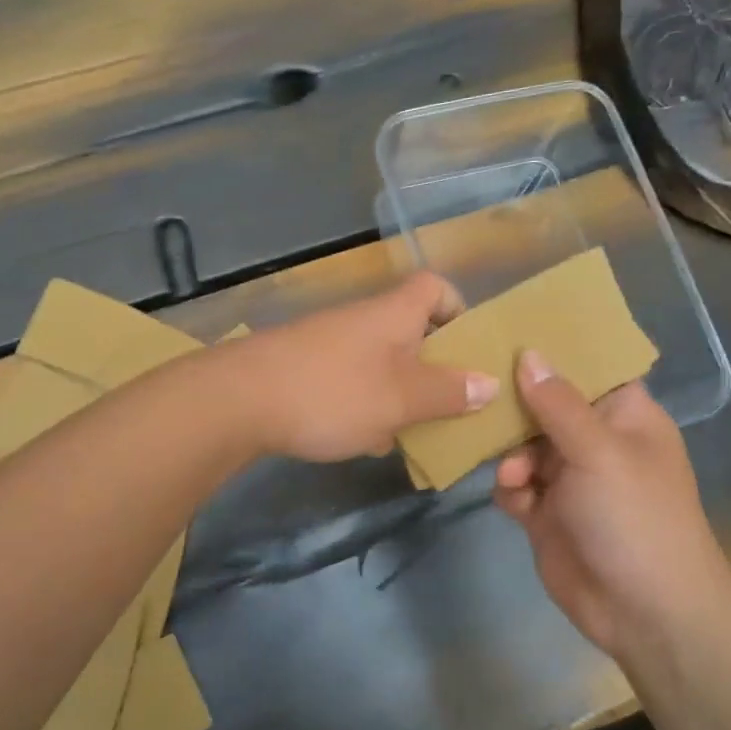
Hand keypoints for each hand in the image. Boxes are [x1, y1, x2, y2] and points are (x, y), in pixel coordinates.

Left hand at [232, 272, 498, 461]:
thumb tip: (490, 383)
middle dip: (434, 368)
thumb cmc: (334, 392)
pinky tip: (365, 440)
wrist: (240, 400)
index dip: (458, 311)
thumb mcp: (402, 398)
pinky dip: (365, 406)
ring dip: (400, 393)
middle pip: (411, 331)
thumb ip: (448, 392)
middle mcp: (363, 320)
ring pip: (381, 363)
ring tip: (416, 432)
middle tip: (452, 404)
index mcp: (393, 314)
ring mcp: (330, 344)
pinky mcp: (305, 370)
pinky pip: (351, 383)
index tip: (469, 349)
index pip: (435, 288)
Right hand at [494, 352, 730, 657]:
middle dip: (517, 407)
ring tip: (516, 475)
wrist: (644, 611)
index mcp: (624, 416)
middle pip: (545, 405)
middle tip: (483, 397)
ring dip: (511, 455)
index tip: (508, 331)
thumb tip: (528, 353)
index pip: (588, 367)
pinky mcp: (546, 513)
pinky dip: (509, 488)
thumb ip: (558, 403)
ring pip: (522, 445)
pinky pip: (515, 485)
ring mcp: (569, 478)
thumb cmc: (635, 517)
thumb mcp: (599, 451)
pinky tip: (515, 500)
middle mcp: (595, 440)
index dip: (553, 350)